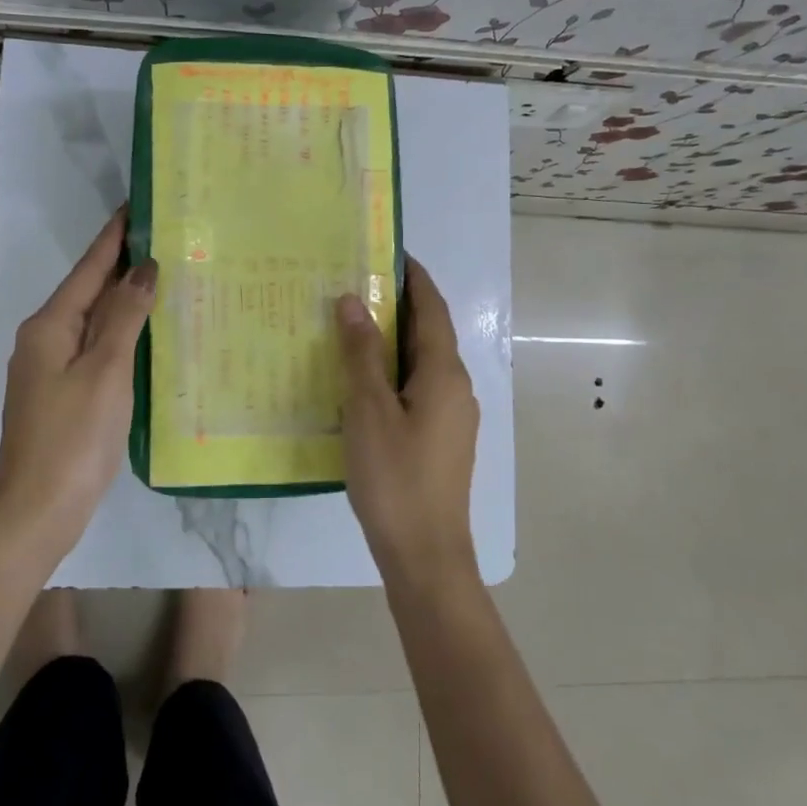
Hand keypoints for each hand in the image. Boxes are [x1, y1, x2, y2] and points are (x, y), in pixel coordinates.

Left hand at [0, 209, 156, 554]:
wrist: (37, 511)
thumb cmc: (74, 437)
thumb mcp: (105, 371)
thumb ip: (124, 316)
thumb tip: (144, 269)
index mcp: (50, 326)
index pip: (89, 268)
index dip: (115, 236)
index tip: (138, 205)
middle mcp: (45, 339)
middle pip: (89, 291)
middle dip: (124, 265)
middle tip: (166, 240)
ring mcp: (51, 368)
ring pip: (93, 321)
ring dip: (125, 300)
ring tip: (165, 278)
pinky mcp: (62, 393)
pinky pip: (95, 348)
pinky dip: (121, 333)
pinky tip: (147, 334)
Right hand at [334, 258, 479, 579]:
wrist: (426, 554)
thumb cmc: (395, 477)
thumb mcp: (368, 410)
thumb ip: (362, 354)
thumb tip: (354, 301)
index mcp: (444, 373)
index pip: (431, 307)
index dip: (413, 276)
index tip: (385, 251)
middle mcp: (456, 387)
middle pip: (428, 332)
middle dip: (397, 306)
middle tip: (353, 286)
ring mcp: (452, 415)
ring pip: (421, 362)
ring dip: (392, 340)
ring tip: (350, 328)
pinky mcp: (441, 438)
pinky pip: (417, 388)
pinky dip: (393, 371)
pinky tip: (361, 382)